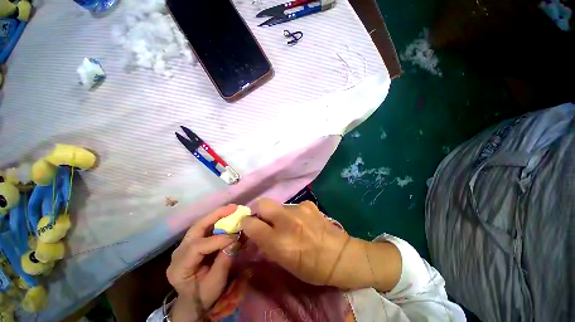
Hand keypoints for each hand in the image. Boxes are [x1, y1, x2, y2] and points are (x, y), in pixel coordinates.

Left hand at [166, 205, 239, 321]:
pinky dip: (217, 221)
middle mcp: (178, 252)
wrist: (193, 303)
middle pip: (196, 228)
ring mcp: (184, 246)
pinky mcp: (192, 243)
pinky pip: (204, 229)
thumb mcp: (215, 283)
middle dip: (216, 215)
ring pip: (200, 225)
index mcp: (179, 267)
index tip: (236, 236)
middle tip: (233, 207)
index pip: (198, 247)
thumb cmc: (203, 296)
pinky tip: (227, 217)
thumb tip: (236, 240)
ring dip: (217, 215)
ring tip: (232, 209)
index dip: (218, 239)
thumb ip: (224, 260)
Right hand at [241, 199, 401, 291]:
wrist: (341, 256)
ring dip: (276, 213)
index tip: (247, 225)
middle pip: (262, 203)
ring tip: (285, 223)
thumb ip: (267, 245)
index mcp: (280, 242)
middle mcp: (287, 221)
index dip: (246, 223)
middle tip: (261, 218)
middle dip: (257, 209)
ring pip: (277, 205)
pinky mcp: (308, 203)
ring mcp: (299, 209)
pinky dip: (290, 213)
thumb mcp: (285, 263)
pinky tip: (300, 221)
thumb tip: (256, 231)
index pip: (251, 223)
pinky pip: (291, 206)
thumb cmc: (312, 268)